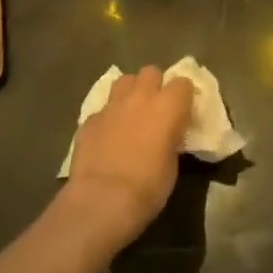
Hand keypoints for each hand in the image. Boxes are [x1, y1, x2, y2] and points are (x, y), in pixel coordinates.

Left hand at [63, 66, 194, 249]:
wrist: (102, 200)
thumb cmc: (148, 187)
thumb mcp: (173, 164)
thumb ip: (171, 138)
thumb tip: (167, 135)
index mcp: (168, 106)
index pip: (183, 83)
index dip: (183, 96)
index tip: (182, 112)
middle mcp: (141, 96)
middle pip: (151, 72)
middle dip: (155, 85)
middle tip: (156, 108)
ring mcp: (112, 105)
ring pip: (124, 81)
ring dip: (130, 92)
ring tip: (131, 114)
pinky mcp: (89, 119)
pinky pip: (103, 109)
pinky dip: (108, 118)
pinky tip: (107, 137)